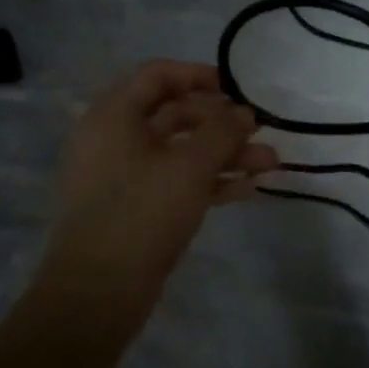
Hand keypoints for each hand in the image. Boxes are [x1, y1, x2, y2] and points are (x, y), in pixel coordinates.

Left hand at [42, 62, 277, 308]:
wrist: (98, 291)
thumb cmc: (142, 213)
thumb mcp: (189, 166)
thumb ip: (222, 132)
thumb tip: (244, 112)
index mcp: (115, 116)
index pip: (158, 75)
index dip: (199, 76)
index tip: (237, 89)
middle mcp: (116, 139)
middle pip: (175, 115)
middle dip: (222, 123)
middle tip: (260, 131)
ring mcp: (125, 176)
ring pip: (181, 152)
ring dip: (225, 154)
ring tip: (270, 163)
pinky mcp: (137, 208)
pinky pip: (177, 182)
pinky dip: (210, 181)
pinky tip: (248, 188)